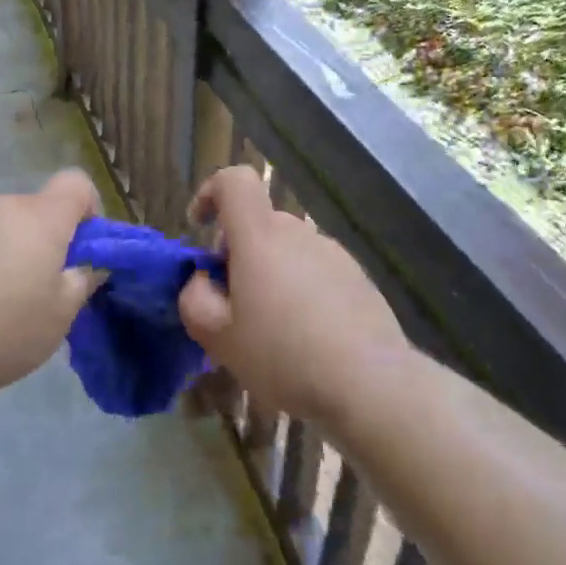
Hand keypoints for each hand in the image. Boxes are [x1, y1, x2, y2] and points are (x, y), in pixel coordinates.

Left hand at [0, 169, 103, 399]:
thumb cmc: (1, 329)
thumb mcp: (59, 317)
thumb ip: (82, 282)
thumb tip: (90, 264)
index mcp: (40, 218)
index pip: (76, 183)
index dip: (88, 208)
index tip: (83, 247)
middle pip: (35, 210)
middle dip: (45, 241)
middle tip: (41, 289)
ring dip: (7, 253)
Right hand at [179, 165, 406, 424]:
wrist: (370, 383)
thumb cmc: (283, 355)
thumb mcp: (219, 338)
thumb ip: (195, 299)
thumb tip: (203, 280)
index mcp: (260, 236)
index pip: (235, 181)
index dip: (211, 193)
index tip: (200, 227)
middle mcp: (298, 233)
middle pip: (259, 224)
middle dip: (238, 253)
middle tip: (232, 305)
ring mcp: (333, 253)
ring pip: (287, 250)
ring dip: (270, 274)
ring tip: (271, 329)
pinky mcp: (359, 277)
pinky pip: (316, 271)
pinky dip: (302, 290)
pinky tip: (307, 337)